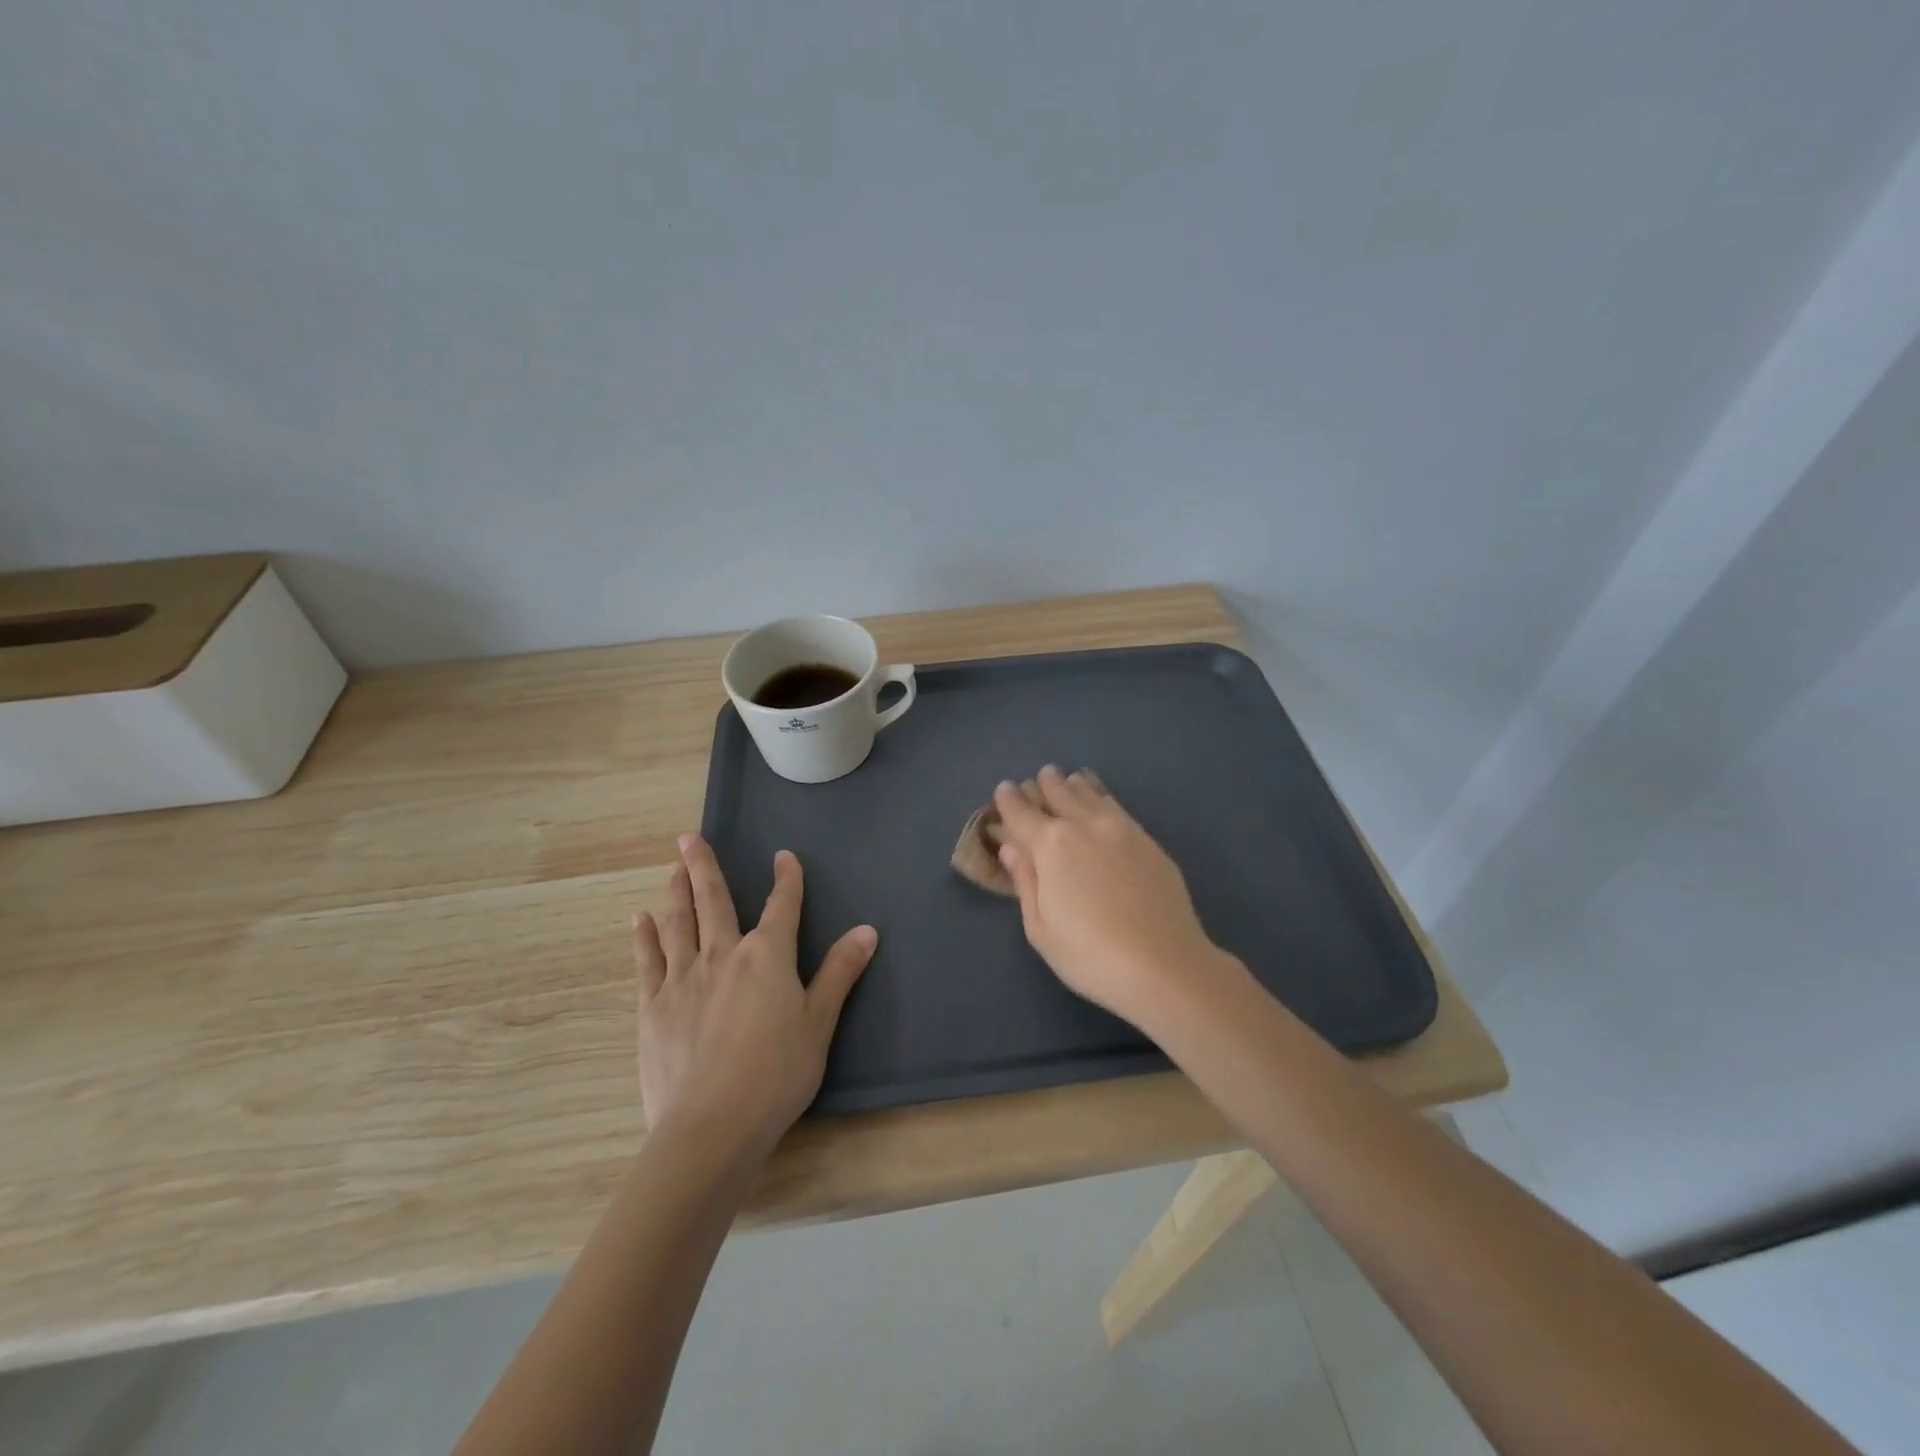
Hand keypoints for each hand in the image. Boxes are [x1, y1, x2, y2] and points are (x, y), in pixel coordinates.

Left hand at [632, 833, 876, 1159]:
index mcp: (767, 956)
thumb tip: (867, 929)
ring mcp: (683, 979)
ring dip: (676, 892)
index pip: (781, 906)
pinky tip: (639, 921)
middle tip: (689, 837)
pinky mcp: (653, 1007)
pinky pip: (648, 962)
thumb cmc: (776, 1074)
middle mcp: (723, 955)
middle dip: (704, 867)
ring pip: (678, 923)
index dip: (786, 879)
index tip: (785, 857)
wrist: (712, 1126)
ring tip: (673, 869)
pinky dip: (644, 938)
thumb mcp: (820, 1023)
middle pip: (713, 901)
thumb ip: (840, 972)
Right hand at [992, 766, 1228, 1025]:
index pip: (1021, 812)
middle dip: (1041, 785)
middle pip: (1057, 792)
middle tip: (1033, 782)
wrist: (1165, 965)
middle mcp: (1083, 825)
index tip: (1003, 790)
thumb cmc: (1090, 955)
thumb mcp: (1040, 928)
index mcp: (1050, 845)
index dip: (1008, 800)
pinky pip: (1116, 805)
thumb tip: (1011, 848)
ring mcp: (1120, 828)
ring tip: (1064, 780)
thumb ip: (1025, 881)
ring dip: (1071, 784)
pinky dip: (1100, 795)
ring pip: (1089, 792)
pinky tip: (1099, 799)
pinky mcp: (1147, 840)